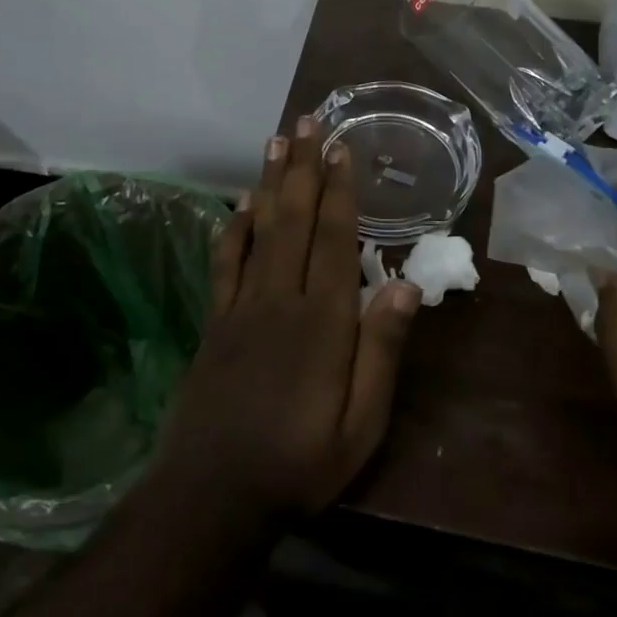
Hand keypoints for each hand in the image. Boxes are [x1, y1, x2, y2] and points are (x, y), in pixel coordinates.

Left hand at [154, 116, 421, 524]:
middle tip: (307, 121)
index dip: (338, 190)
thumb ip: (381, 353)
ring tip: (275, 142)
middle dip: (302, 166)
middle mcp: (280, 299)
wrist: (213, 494)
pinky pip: (225, 262)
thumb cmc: (299, 463)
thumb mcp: (361, 425)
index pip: (333, 239)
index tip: (340, 148)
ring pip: (258, 230)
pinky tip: (239, 205)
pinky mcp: (215, 322)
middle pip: (293, 219)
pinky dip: (233, 228)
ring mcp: (241, 307)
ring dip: (269, 182)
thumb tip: (404, 288)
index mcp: (322, 321)